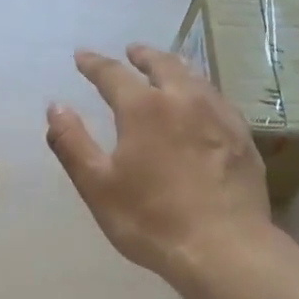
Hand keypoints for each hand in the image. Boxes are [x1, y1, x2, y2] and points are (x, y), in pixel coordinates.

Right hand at [47, 44, 270, 279]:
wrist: (223, 248)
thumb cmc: (150, 219)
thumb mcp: (97, 185)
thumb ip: (72, 143)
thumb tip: (56, 107)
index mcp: (144, 108)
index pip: (113, 74)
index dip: (94, 64)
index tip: (82, 56)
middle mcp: (184, 100)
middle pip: (162, 65)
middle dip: (142, 55)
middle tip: (131, 51)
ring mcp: (219, 116)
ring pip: (195, 77)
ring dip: (175, 66)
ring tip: (167, 66)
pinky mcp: (242, 137)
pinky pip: (218, 99)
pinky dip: (201, 90)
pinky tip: (202, 102)